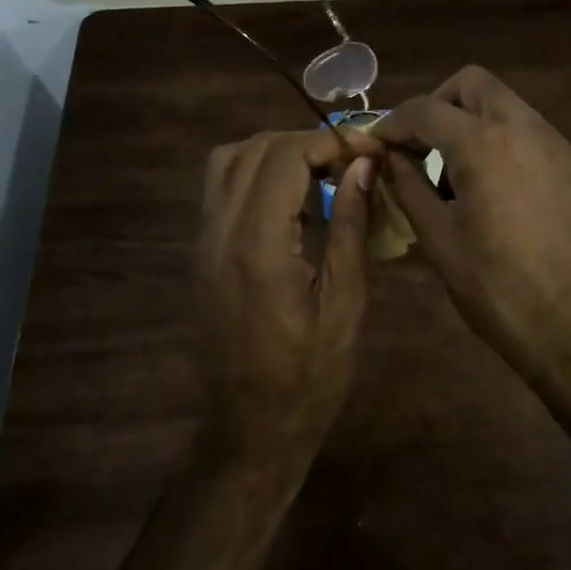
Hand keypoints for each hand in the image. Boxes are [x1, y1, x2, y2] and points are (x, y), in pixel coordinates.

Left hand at [195, 129, 379, 459]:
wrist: (249, 428)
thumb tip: (362, 165)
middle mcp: (220, 232)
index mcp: (257, 246)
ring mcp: (203, 241)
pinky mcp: (201, 252)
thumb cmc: (310, 375)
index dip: (330, 141)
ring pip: (228, 160)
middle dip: (307, 142)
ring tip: (322, 173)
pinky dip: (257, 172)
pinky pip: (221, 186)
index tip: (369, 150)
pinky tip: (294, 199)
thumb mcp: (345, 302)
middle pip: (255, 149)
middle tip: (351, 161)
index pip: (284, 156)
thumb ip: (351, 226)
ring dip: (277, 152)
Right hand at [373, 66, 570, 376]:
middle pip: (472, 83)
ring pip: (503, 102)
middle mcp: (523, 126)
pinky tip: (489, 184)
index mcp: (483, 143)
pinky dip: (499, 137)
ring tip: (452, 171)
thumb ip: (407, 186)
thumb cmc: (498, 288)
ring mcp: (554, 142)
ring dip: (470, 119)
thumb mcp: (439, 238)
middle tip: (418, 146)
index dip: (393, 122)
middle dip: (437, 104)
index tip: (376, 144)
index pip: (425, 109)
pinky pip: (526, 129)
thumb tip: (385, 158)